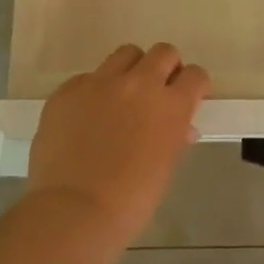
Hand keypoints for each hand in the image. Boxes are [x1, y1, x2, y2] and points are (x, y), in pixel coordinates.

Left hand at [26, 43, 210, 241]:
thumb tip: (181, 128)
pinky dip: (94, 91)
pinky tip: (87, 117)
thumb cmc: (131, 200)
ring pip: (125, 54)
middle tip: (157, 91)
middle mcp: (139, 83)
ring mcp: (100, 82)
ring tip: (122, 96)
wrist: (74, 210)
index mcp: (171, 105)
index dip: (194, 85)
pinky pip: (88, 78)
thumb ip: (175, 137)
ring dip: (131, 70)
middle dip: (166, 68)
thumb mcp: (165, 167)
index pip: (195, 75)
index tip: (188, 97)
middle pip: (163, 52)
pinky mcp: (68, 89)